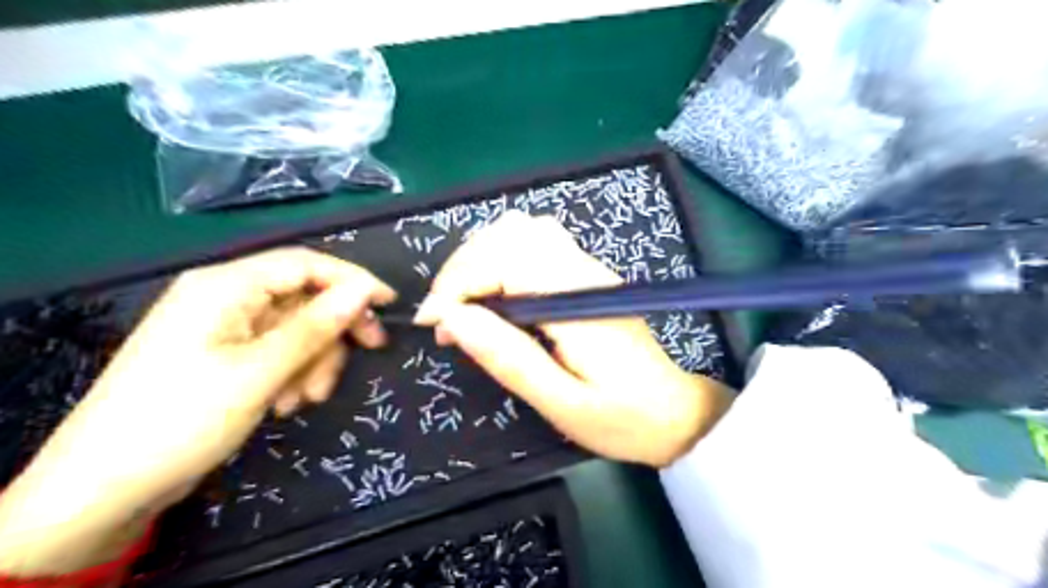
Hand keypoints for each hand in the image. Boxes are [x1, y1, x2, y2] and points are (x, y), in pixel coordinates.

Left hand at [1, 245, 397, 574]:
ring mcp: (225, 327)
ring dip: (313, 360)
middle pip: (304, 297)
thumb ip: (315, 326)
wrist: (104, 487)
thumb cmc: (182, 419)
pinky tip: (284, 403)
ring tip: (304, 399)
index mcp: (225, 286)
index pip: (305, 264)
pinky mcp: (225, 354)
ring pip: (296, 328)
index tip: (389, 304)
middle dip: (334, 330)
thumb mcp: (260, 371)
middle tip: (370, 350)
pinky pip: (278, 350)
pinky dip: (293, 372)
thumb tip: (364, 291)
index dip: (353, 280)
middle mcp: (225, 296)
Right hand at [414, 211, 729, 468]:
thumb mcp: (561, 403)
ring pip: (521, 231)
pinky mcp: (586, 274)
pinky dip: (499, 259)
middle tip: (445, 318)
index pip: (506, 259)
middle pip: (509, 234)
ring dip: (479, 259)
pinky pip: (535, 243)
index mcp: (578, 301)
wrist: (674, 412)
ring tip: (463, 304)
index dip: (459, 283)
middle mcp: (583, 270)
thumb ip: (509, 358)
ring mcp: (587, 267)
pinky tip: (493, 294)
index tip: (432, 322)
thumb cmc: (621, 418)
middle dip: (463, 269)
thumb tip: (453, 318)